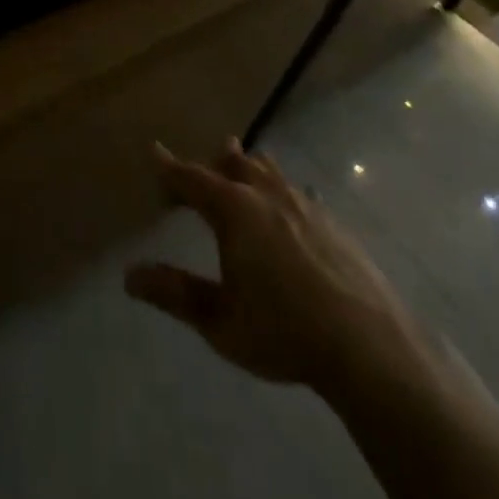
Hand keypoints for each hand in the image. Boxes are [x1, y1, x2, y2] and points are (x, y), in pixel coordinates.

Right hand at [126, 139, 429, 401]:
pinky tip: (292, 199)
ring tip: (238, 159)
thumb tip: (129, 275)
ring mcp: (303, 204)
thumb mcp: (220, 321)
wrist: (369, 347)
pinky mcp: (332, 222)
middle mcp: (265, 195)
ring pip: (267, 170)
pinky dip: (282, 188)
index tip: (154, 151)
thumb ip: (175, 294)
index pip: (191, 178)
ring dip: (247, 165)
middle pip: (232, 164)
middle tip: (194, 173)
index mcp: (233, 210)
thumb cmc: (284, 331)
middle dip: (209, 165)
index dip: (169, 167)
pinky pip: (298, 191)